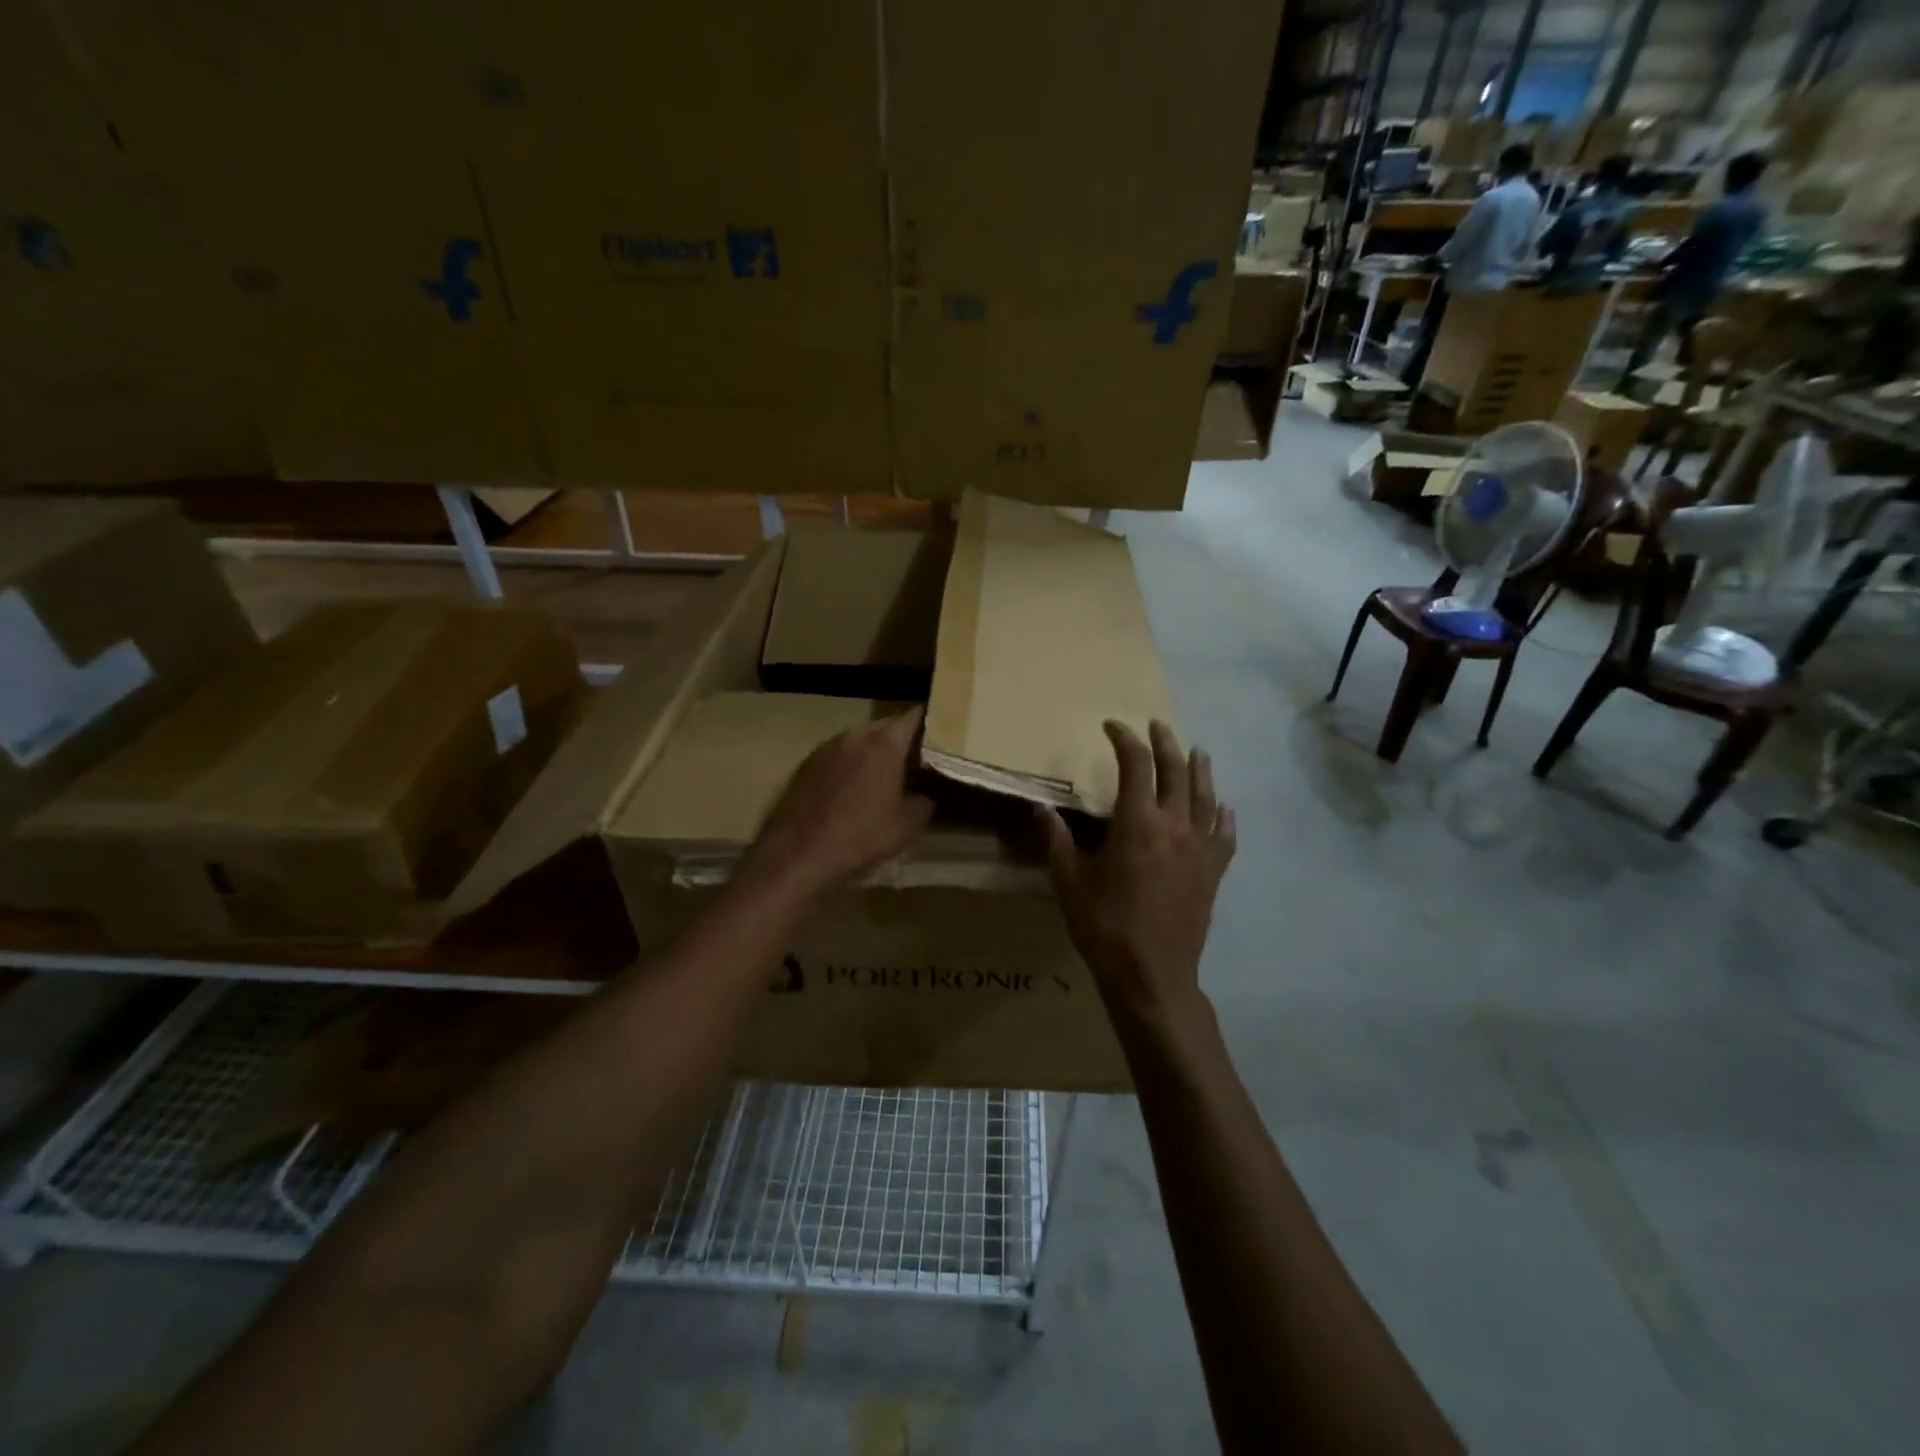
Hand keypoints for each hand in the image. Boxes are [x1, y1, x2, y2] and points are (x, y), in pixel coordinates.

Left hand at [748, 707, 934, 897]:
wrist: (798, 855)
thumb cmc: (860, 837)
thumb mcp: (906, 827)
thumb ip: (924, 803)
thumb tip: (925, 796)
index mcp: (884, 744)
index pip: (914, 716)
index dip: (931, 722)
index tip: (943, 734)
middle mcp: (855, 735)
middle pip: (886, 725)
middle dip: (903, 737)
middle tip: (919, 758)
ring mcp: (827, 747)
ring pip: (860, 739)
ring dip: (875, 750)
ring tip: (888, 773)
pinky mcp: (807, 764)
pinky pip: (840, 754)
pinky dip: (853, 763)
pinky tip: (856, 787)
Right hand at [1038, 721, 1235, 1029]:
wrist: (1151, 973)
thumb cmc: (1104, 925)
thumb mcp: (1069, 881)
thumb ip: (1056, 840)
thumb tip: (1040, 807)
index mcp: (1137, 823)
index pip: (1135, 765)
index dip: (1124, 739)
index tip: (1112, 727)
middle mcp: (1174, 825)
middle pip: (1176, 771)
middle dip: (1165, 743)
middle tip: (1156, 726)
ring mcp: (1200, 849)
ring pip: (1205, 796)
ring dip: (1200, 769)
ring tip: (1197, 751)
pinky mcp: (1213, 872)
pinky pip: (1225, 834)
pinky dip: (1224, 815)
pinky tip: (1224, 807)